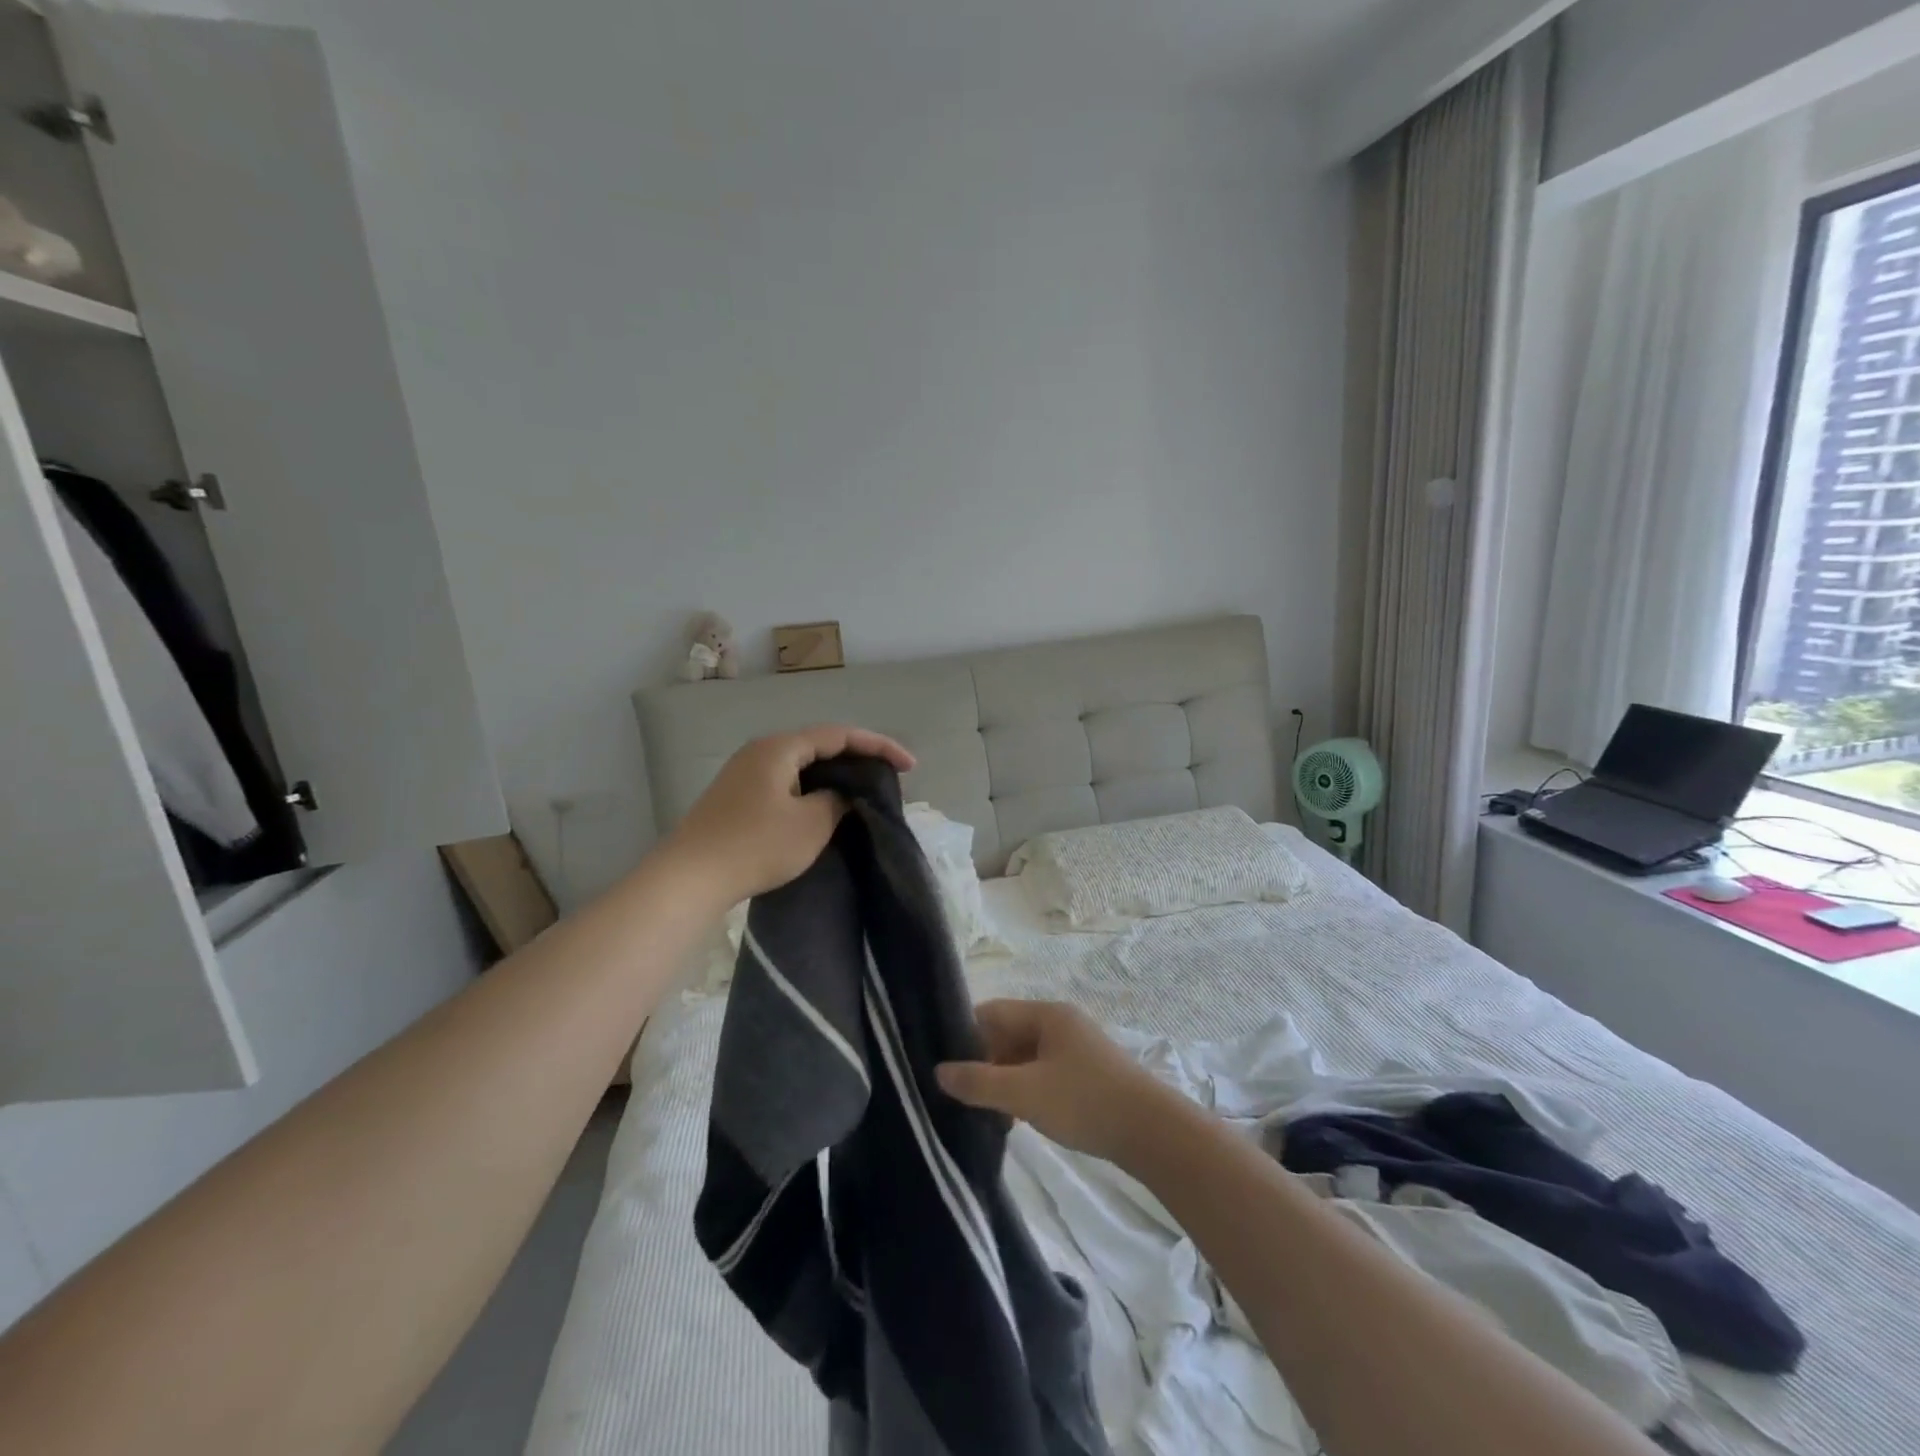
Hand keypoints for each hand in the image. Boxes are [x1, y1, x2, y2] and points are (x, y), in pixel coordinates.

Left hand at [662, 725, 914, 907]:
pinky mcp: (737, 797)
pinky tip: (824, 807)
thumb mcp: (810, 824)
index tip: (909, 765)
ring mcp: (745, 773)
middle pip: (819, 744)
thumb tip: (841, 795)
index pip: (839, 735)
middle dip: (857, 758)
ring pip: (802, 765)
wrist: (689, 877)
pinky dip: (812, 788)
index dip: (878, 746)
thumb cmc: (755, 845)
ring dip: (834, 775)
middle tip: (887, 778)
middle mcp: (761, 751)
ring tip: (862, 791)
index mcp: (780, 747)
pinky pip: (786, 781)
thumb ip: (836, 801)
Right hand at [937, 1001, 1181, 1165]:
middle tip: (959, 1094)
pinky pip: (1043, 1074)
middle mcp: (1061, 1024)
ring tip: (983, 1111)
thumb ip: (979, 1082)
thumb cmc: (1085, 1101)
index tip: (941, 1063)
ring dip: (1004, 1080)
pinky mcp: (1087, 1075)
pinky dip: (1025, 1091)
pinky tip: (1015, 1120)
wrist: (1152, 1133)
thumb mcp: (1025, 1093)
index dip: (964, 1034)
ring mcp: (1076, 1049)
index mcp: (1047, 1014)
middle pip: (1008, 1034)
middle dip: (983, 1062)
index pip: (992, 1012)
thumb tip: (938, 1072)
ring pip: (1025, 1058)